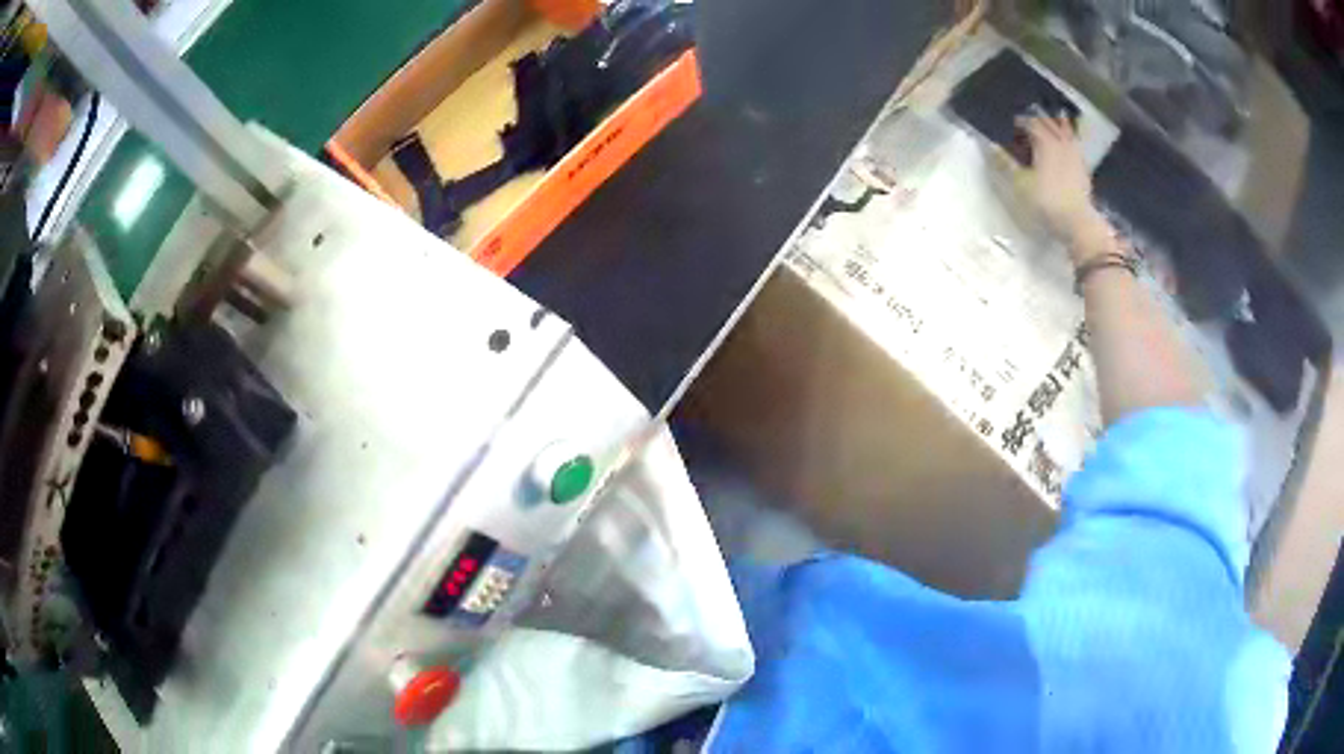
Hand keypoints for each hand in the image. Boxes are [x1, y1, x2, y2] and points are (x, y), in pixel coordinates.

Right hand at [1017, 115, 1106, 252]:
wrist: (1078, 222)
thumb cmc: (1046, 201)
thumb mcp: (1020, 184)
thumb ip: (1005, 162)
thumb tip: (990, 146)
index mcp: (1044, 141)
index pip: (1030, 122)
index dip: (1019, 121)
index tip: (1011, 125)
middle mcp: (1061, 142)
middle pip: (1048, 123)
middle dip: (1037, 119)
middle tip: (1028, 123)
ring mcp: (1075, 154)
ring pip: (1065, 131)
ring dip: (1056, 124)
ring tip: (1050, 122)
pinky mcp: (1083, 167)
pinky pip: (1075, 144)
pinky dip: (1069, 138)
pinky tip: (1067, 143)